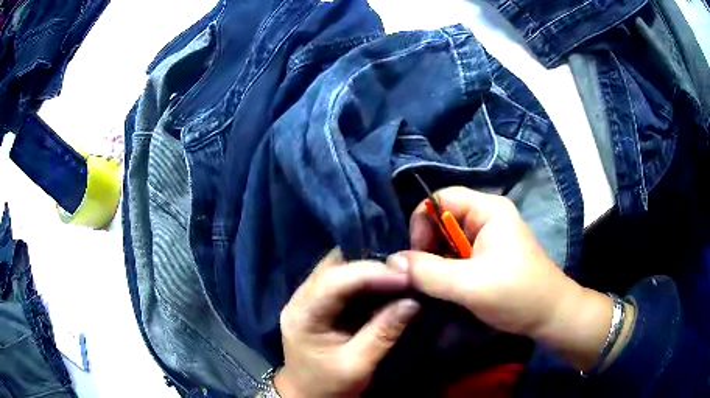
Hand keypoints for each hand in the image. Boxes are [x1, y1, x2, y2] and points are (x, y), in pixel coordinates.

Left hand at [277, 249, 419, 397]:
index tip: (405, 276)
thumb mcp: (358, 365)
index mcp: (303, 316)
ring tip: (399, 274)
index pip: (335, 282)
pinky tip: (385, 283)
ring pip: (338, 269)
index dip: (371, 273)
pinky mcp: (318, 303)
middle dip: (371, 265)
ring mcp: (306, 299)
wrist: (308, 395)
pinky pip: (342, 281)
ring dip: (369, 269)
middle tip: (405, 270)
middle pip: (334, 268)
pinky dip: (365, 280)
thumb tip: (413, 302)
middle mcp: (300, 299)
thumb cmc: (329, 385)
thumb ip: (384, 333)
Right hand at [388, 187, 622, 370]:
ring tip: (436, 285)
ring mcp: (488, 237)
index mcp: (488, 210)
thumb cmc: (517, 294)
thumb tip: (392, 261)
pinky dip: (446, 269)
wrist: (550, 316)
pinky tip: (447, 288)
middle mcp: (487, 217)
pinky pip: (457, 255)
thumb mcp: (471, 285)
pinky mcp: (487, 256)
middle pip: (442, 219)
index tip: (418, 257)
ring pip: (447, 239)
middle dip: (428, 246)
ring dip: (436, 261)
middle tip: (425, 276)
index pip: (440, 198)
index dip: (423, 222)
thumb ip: (429, 273)